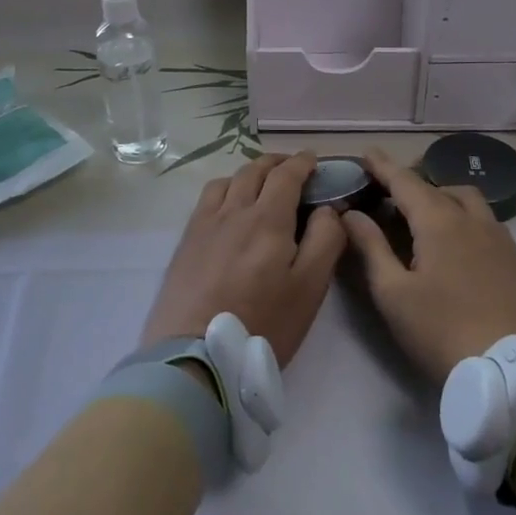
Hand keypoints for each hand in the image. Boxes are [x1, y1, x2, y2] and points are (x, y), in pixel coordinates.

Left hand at [141, 152, 343, 367]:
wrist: (196, 354)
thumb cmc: (262, 324)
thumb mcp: (309, 288)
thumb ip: (324, 241)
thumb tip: (328, 208)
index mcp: (267, 218)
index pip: (286, 174)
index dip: (302, 163)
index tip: (314, 160)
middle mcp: (234, 210)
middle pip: (255, 170)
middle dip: (277, 163)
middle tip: (293, 168)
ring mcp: (206, 223)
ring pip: (229, 180)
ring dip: (250, 173)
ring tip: (262, 184)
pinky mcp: (187, 239)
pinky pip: (208, 198)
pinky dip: (226, 188)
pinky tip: (229, 204)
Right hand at [342, 151, 515, 383]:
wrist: (507, 373)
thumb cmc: (440, 331)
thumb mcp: (392, 292)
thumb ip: (370, 246)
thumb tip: (351, 214)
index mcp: (439, 221)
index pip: (405, 181)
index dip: (383, 166)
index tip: (367, 153)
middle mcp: (472, 219)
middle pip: (437, 188)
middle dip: (411, 185)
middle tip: (387, 196)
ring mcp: (499, 238)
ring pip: (467, 200)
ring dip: (441, 197)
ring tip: (423, 217)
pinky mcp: (514, 260)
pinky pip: (485, 220)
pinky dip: (463, 216)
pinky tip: (455, 242)